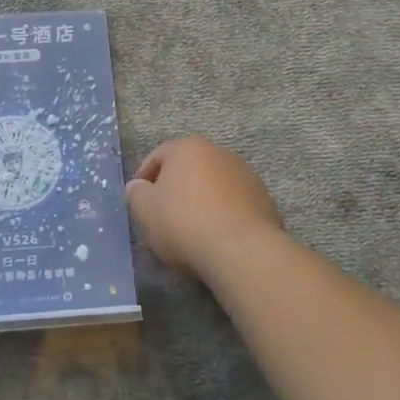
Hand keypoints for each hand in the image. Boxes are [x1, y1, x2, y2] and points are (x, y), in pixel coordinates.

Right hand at [124, 137, 282, 282]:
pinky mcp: (264, 201)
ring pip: (213, 187)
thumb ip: (136, 193)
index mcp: (188, 148)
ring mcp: (246, 176)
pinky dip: (222, 216)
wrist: (242, 251)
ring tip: (190, 231)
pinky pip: (233, 205)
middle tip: (162, 217)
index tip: (139, 202)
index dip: (144, 178)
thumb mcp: (144, 209)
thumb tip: (138, 187)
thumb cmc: (184, 223)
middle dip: (175, 189)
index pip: (158, 156)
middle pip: (188, 169)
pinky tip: (215, 238)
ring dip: (200, 202)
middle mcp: (219, 153)